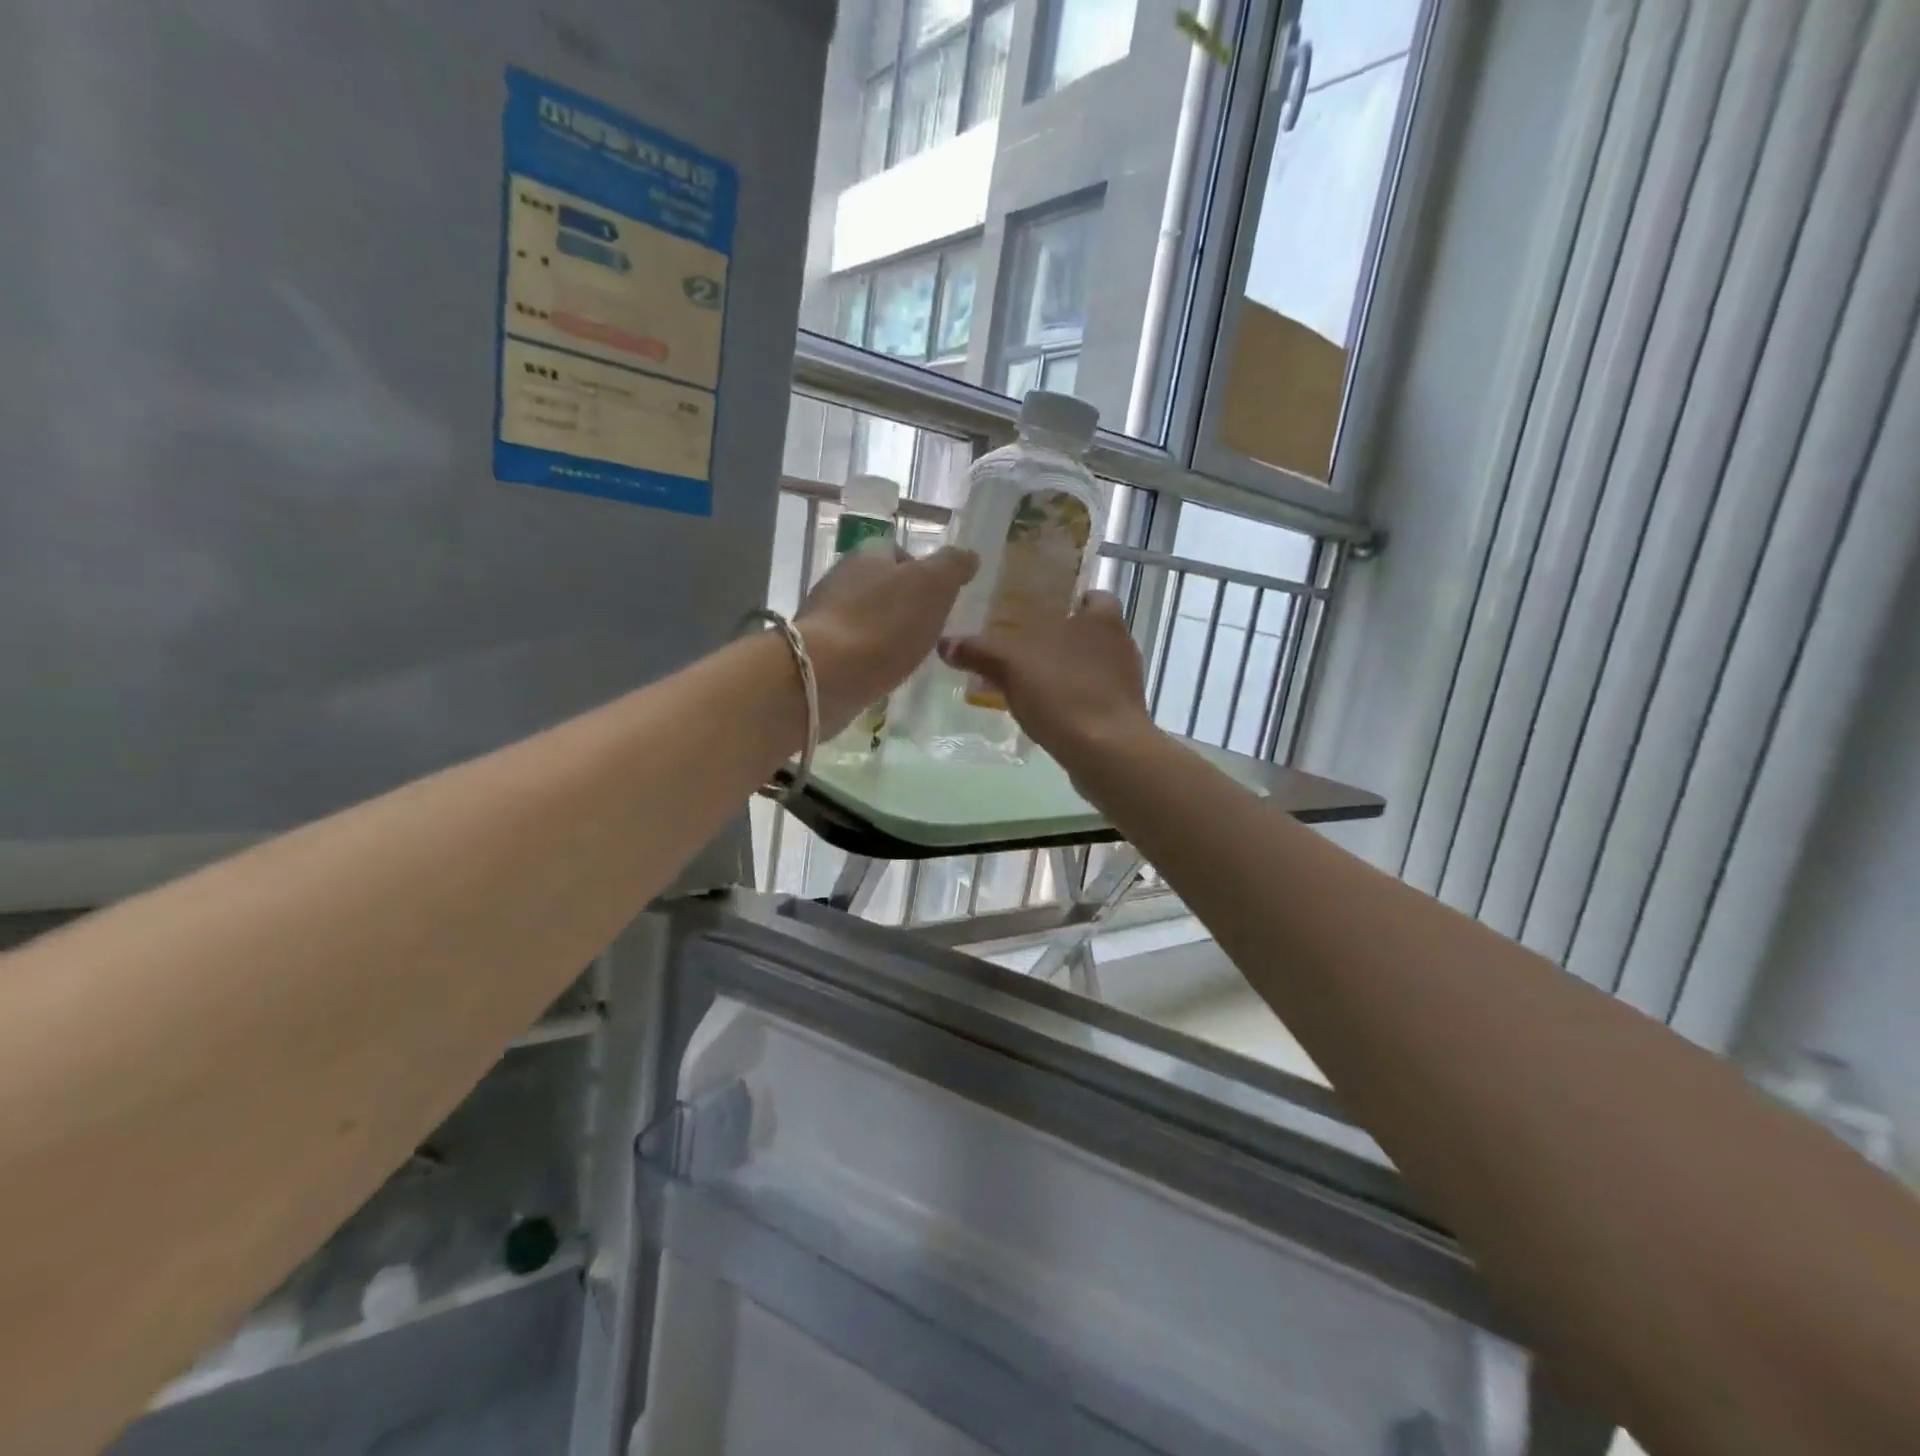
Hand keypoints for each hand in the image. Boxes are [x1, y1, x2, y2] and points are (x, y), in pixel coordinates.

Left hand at [798, 545, 977, 733]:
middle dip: (901, 603)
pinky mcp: (816, 650)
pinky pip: (849, 646)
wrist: (826, 675)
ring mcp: (824, 615)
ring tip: (906, 655)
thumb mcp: (933, 586)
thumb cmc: (885, 624)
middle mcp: (841, 576)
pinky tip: (880, 673)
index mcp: (869, 553)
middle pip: (879, 583)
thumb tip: (969, 555)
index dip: (921, 571)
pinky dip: (866, 656)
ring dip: (883, 631)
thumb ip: (952, 566)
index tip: (939, 598)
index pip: (899, 551)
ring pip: (863, 615)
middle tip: (926, 628)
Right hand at [938, 590, 1156, 769]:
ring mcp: (1125, 683)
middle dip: (1060, 641)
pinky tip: (1043, 714)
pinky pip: (1090, 699)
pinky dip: (1070, 702)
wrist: (1106, 751)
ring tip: (1027, 684)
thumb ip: (979, 650)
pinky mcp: (1121, 715)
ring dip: (1063, 673)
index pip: (1094, 596)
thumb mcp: (1010, 664)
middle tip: (1023, 649)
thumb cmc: (1064, 691)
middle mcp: (1120, 645)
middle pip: (1089, 634)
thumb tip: (946, 644)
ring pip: (1089, 668)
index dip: (1073, 601)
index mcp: (1103, 619)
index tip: (1045, 613)